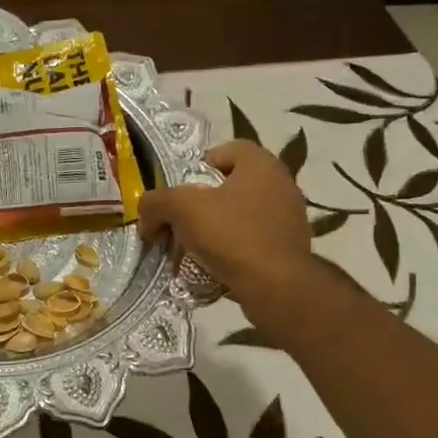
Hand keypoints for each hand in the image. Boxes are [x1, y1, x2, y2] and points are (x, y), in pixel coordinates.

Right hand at [139, 140, 328, 309]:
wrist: (276, 287)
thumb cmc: (231, 235)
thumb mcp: (181, 209)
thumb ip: (156, 203)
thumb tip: (146, 216)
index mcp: (261, 164)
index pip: (227, 150)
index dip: (199, 166)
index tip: (182, 191)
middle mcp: (281, 184)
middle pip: (231, 184)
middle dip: (203, 203)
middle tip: (181, 222)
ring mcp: (290, 217)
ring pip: (242, 214)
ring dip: (217, 227)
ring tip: (195, 249)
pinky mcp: (291, 247)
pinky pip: (254, 239)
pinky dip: (234, 248)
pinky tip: (216, 265)